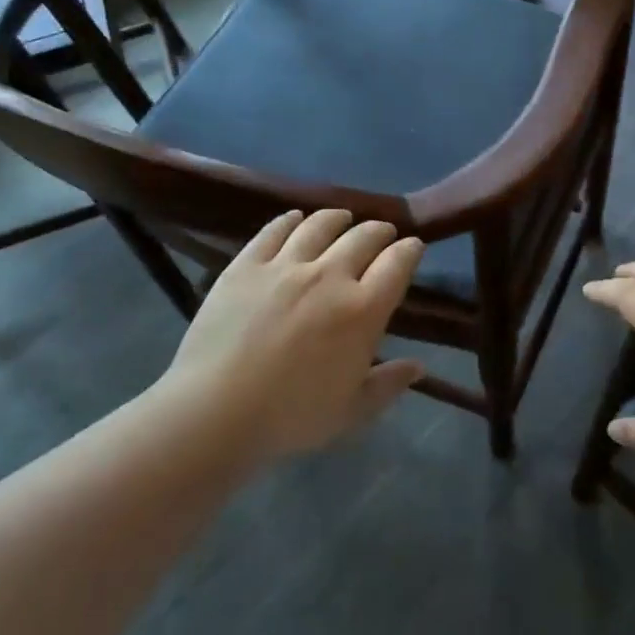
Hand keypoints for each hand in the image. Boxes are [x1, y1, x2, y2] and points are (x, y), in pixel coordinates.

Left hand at [156, 209, 425, 467]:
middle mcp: (330, 275)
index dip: (410, 250)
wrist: (215, 411)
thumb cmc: (291, 416)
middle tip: (382, 233)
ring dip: (338, 218)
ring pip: (320, 225)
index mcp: (363, 309)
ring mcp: (285, 266)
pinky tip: (295, 219)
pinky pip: (274, 231)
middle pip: (364, 236)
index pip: (398, 263)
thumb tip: (418, 367)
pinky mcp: (246, 265)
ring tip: (343, 218)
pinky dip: (290, 220)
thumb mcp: (352, 410)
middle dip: (380, 231)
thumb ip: (388, 384)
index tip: (413, 248)